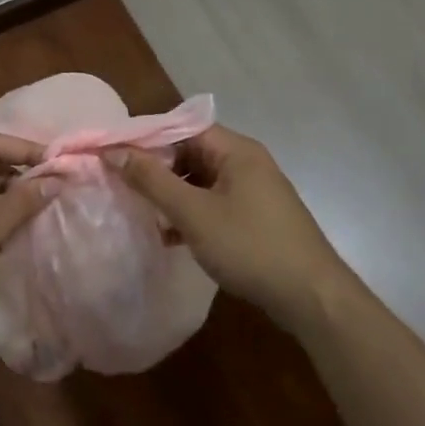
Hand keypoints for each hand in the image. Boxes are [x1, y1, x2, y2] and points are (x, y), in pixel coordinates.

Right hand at [110, 125, 353, 332]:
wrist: (311, 297)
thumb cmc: (250, 246)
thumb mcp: (194, 213)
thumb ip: (152, 180)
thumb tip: (113, 150)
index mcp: (236, 150)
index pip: (183, 127)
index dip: (148, 138)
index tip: (115, 154)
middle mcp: (247, 163)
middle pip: (192, 153)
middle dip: (158, 168)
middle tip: (122, 184)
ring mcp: (254, 191)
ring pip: (201, 181)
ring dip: (172, 194)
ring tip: (140, 210)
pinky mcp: (256, 218)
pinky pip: (214, 203)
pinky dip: (191, 213)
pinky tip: (169, 236)